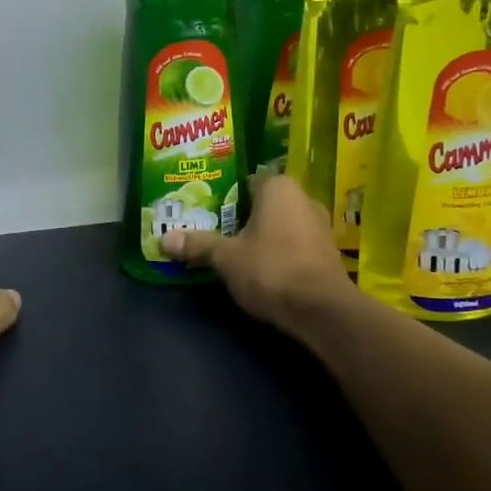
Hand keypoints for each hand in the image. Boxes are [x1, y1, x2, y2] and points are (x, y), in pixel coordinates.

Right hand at [162, 174, 352, 330]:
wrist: (322, 310)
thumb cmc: (271, 269)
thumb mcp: (226, 258)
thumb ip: (198, 245)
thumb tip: (163, 239)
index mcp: (278, 187)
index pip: (245, 181)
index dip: (223, 195)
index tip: (204, 210)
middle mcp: (303, 197)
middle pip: (262, 203)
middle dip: (240, 217)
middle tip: (213, 230)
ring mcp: (319, 225)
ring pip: (280, 224)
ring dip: (260, 235)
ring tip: (233, 250)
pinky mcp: (327, 252)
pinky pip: (294, 243)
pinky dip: (277, 251)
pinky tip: (260, 268)